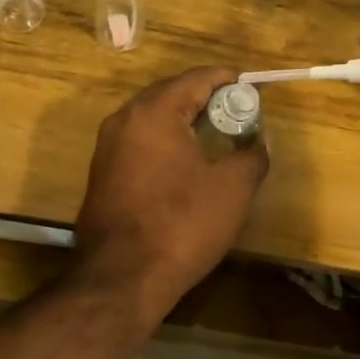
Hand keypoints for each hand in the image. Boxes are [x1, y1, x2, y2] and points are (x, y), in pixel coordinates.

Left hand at [69, 66, 269, 325]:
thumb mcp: (232, 189)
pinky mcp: (102, 173)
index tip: (253, 85)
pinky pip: (141, 141)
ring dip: (185, 118)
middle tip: (238, 109)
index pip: (196, 79)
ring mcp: (107, 147)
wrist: (121, 279)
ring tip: (217, 132)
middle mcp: (124, 120)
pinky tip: (187, 160)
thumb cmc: (181, 225)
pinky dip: (167, 139)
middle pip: (171, 93)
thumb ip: (251, 156)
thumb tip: (257, 143)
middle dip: (206, 96)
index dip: (228, 79)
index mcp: (154, 112)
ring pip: (153, 117)